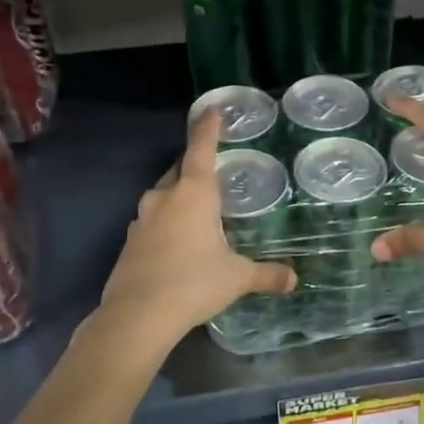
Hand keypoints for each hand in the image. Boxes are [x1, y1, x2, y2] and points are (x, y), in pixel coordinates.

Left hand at [98, 110, 294, 344]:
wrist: (137, 315)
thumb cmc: (193, 283)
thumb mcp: (236, 278)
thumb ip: (266, 274)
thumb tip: (293, 279)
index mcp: (194, 194)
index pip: (201, 148)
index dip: (208, 127)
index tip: (211, 108)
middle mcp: (165, 198)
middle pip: (181, 170)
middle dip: (195, 164)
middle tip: (213, 166)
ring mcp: (142, 219)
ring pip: (164, 195)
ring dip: (180, 196)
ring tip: (199, 209)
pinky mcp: (130, 242)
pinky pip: (153, 220)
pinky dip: (167, 222)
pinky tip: (178, 242)